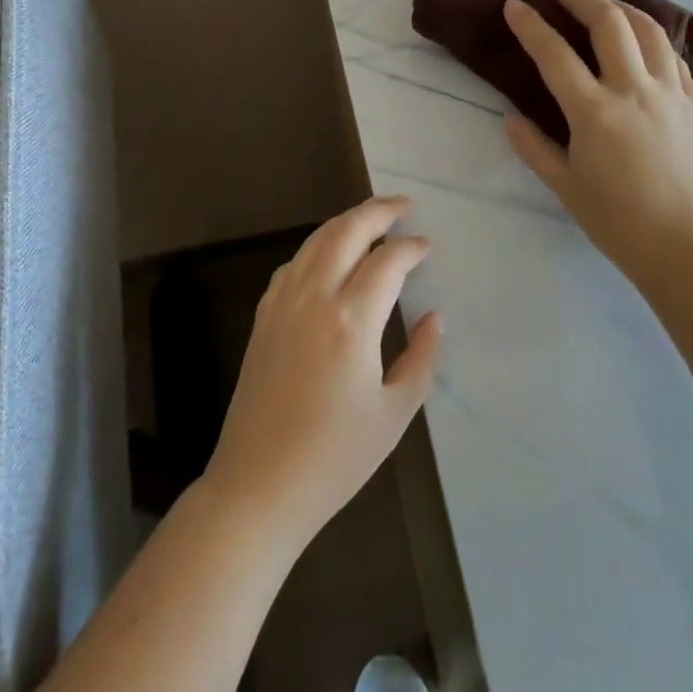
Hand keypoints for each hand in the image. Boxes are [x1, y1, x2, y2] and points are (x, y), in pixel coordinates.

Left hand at [204, 197, 442, 549]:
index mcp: (351, 320)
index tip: (427, 247)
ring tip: (372, 220)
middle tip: (404, 206)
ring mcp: (283, 302)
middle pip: (347, 231)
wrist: (258, 485)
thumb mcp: (394, 414)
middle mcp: (315, 297)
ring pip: (317, 240)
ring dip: (347, 221)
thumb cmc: (334, 458)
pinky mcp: (264, 316)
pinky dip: (318, 246)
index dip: (411, 248)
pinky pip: (294, 263)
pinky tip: (329, 256)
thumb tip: (434, 316)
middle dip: (379, 211)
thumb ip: (421, 358)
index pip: (387, 262)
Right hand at [502, 0, 692, 288]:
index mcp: (595, 113)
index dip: (531, 25)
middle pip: (609, 23)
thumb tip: (510, 119)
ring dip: (622, 8)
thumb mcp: (565, 187)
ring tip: (603, 3)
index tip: (515, 4)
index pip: (555, 54)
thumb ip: (533, 148)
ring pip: (649, 30)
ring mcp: (672, 93)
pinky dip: (653, 39)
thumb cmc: (617, 222)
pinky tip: (642, 42)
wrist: (687, 248)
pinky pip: (674, 56)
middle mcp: (634, 91)